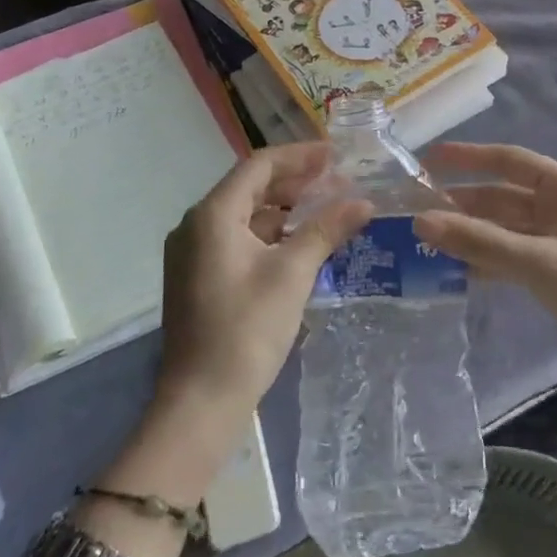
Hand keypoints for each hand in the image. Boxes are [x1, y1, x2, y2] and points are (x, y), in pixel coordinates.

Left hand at [154, 143, 371, 432]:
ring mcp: (192, 252)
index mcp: (213, 214)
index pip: (259, 165)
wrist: (200, 402)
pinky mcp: (197, 276)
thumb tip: (364, 203)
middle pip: (249, 186)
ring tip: (324, 207)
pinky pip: (236, 237)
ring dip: (283, 207)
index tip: (335, 154)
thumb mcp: (292, 274)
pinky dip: (268, 232)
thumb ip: (326, 230)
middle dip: (294, 181)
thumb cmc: (246, 330)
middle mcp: (196, 224)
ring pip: (244, 214)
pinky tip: (298, 242)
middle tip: (336, 180)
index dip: (299, 156)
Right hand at [415, 143, 556, 351]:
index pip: (511, 161)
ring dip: (473, 234)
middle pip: (506, 197)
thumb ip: (479, 241)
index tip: (429, 159)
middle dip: (464, 202)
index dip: (470, 158)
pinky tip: (458, 270)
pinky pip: (517, 258)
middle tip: (416, 208)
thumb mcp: (538, 262)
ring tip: (427, 239)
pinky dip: (490, 261)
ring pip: (509, 230)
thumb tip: (420, 220)